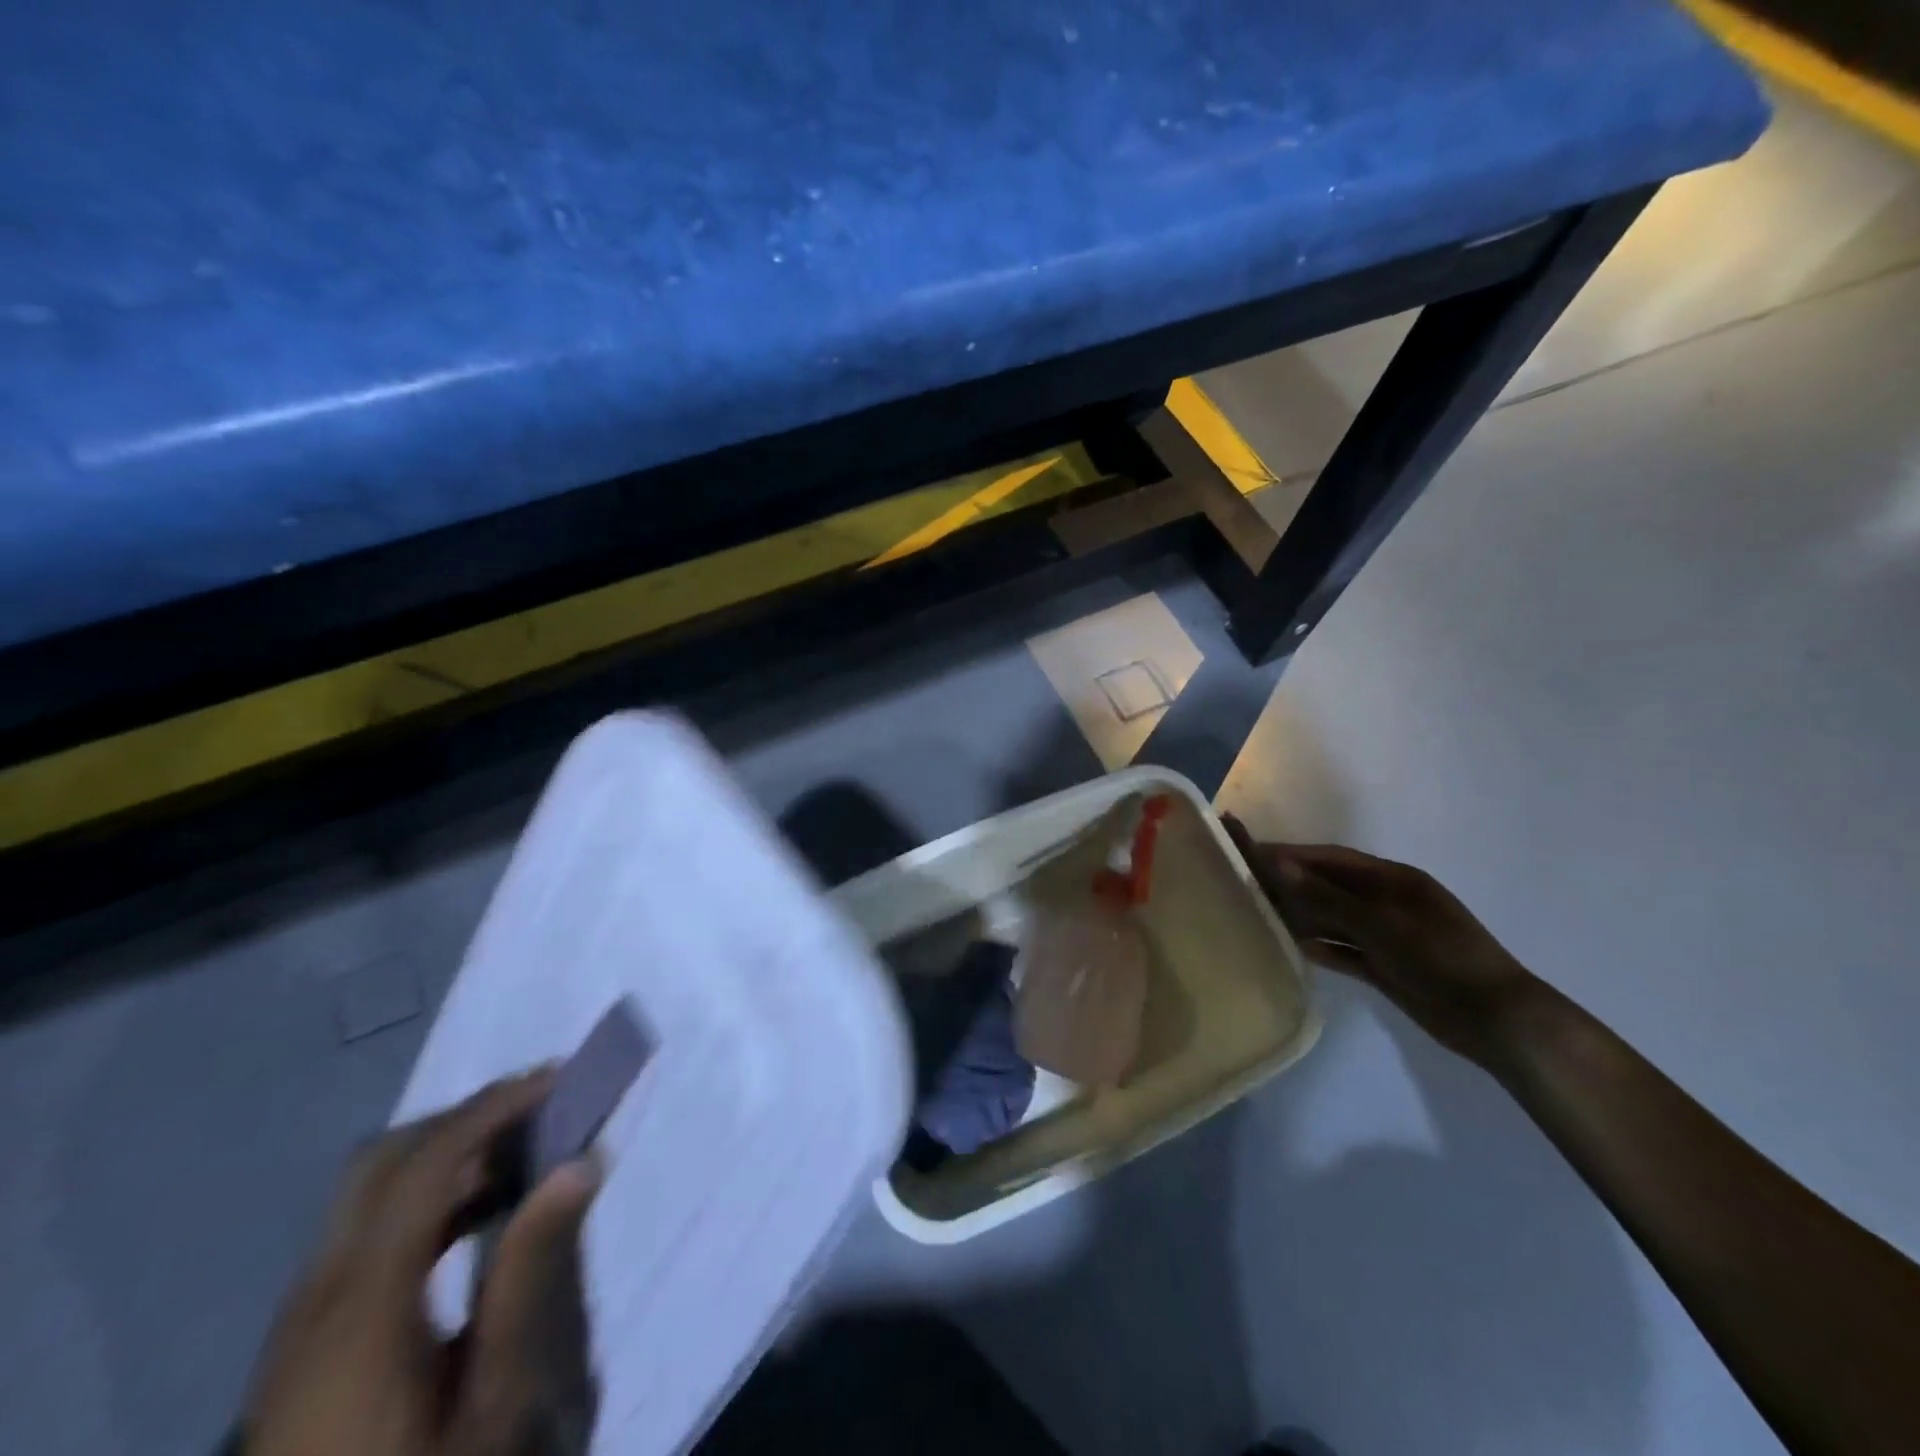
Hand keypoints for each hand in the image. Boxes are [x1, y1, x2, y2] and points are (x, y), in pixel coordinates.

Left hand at [242, 1073, 602, 1455]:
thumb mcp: (494, 1401)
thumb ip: (530, 1277)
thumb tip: (579, 1164)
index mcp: (360, 1307)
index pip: (425, 1164)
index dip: (493, 1108)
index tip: (559, 1080)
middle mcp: (317, 1295)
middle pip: (382, 1160)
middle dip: (466, 1117)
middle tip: (542, 1110)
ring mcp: (301, 1320)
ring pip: (369, 1191)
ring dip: (449, 1153)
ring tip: (526, 1155)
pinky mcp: (304, 1341)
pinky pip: (365, 1231)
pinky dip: (427, 1197)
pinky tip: (480, 1218)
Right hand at [1225, 818, 1542, 1066]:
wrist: (1495, 1020)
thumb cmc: (1441, 958)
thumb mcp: (1383, 923)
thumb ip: (1328, 896)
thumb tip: (1278, 865)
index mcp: (1392, 880)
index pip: (1329, 858)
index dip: (1289, 854)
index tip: (1248, 851)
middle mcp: (1385, 902)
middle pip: (1327, 886)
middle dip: (1289, 883)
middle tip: (1244, 883)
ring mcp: (1386, 935)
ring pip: (1332, 918)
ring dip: (1301, 916)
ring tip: (1258, 914)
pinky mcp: (1385, 966)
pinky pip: (1343, 950)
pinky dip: (1320, 947)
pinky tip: (1293, 947)